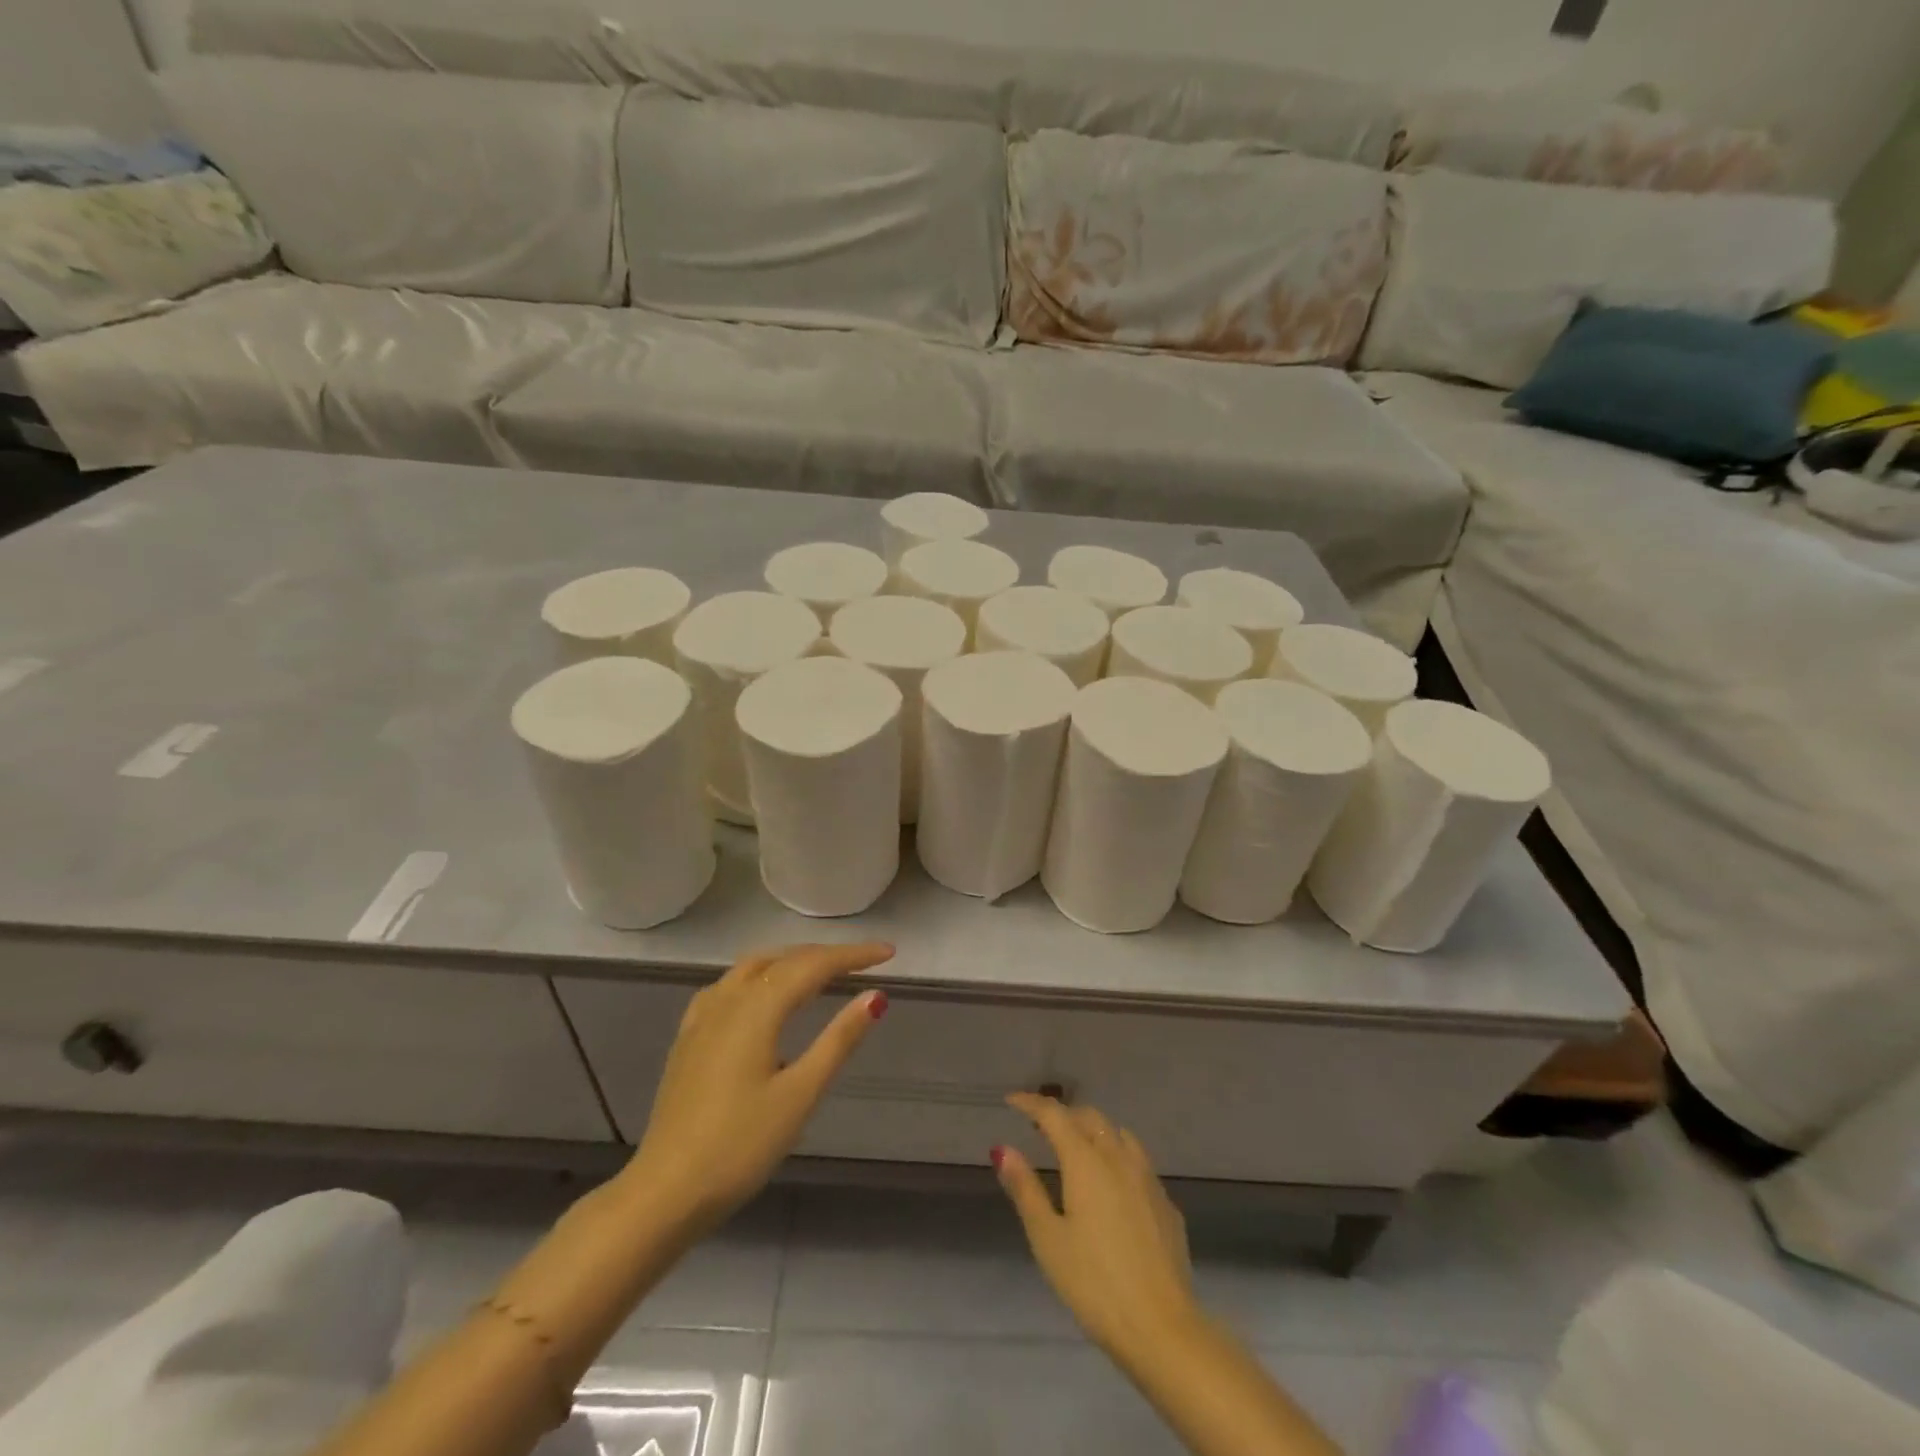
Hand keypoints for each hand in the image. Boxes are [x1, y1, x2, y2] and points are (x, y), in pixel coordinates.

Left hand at [627, 942, 892, 1233]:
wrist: (665, 1192)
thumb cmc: (740, 1146)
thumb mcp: (800, 1094)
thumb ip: (839, 1040)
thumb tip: (875, 997)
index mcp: (757, 1009)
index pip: (814, 965)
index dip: (853, 956)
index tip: (888, 953)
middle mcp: (728, 999)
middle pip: (784, 959)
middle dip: (826, 956)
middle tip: (864, 963)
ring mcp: (703, 1017)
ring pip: (754, 967)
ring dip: (792, 961)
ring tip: (822, 973)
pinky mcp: (689, 1037)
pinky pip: (730, 985)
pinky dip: (760, 976)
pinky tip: (764, 996)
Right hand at [996, 1093, 1200, 1358]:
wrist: (1162, 1328)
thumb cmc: (1094, 1284)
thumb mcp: (1048, 1239)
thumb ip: (1025, 1189)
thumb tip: (1002, 1149)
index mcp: (1086, 1161)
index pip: (1055, 1115)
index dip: (1032, 1103)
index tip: (1012, 1101)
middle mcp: (1119, 1158)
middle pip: (1090, 1118)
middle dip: (1064, 1114)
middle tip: (1041, 1126)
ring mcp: (1148, 1179)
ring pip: (1119, 1134)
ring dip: (1094, 1130)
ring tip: (1077, 1147)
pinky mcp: (1166, 1203)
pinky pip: (1138, 1161)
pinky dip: (1117, 1156)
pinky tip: (1112, 1183)